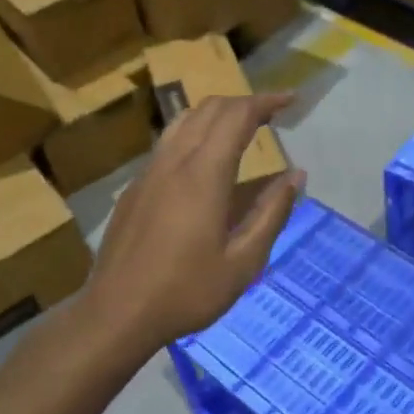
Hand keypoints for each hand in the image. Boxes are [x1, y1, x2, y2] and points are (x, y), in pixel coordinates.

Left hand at [77, 93, 306, 360]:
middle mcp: (174, 161)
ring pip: (184, 121)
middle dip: (244, 103)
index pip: (237, 116)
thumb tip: (297, 176)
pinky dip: (196, 133)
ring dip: (217, 114)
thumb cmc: (186, 292)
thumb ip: (272, 213)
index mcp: (204, 174)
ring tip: (242, 128)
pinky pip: (168, 143)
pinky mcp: (135, 188)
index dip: (267, 102)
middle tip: (273, 113)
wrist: (116, 313)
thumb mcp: (243, 262)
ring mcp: (149, 172)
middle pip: (210, 109)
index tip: (292, 100)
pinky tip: (206, 161)